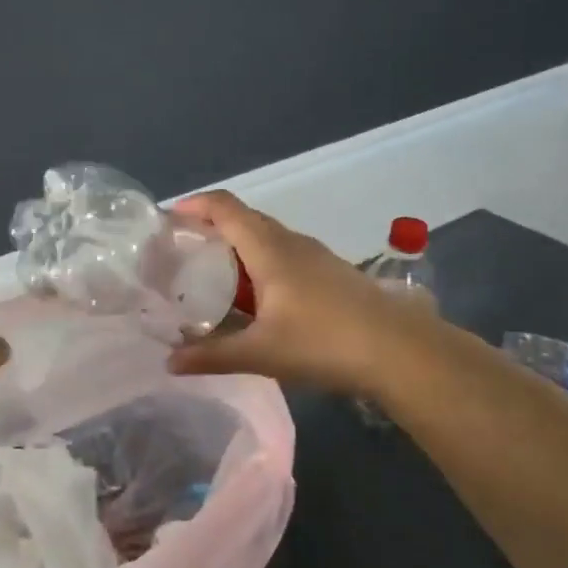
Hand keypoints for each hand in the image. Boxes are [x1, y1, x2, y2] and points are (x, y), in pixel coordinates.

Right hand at [166, 191, 435, 395]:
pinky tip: (255, 298)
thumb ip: (211, 356)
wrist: (400, 351)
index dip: (194, 205)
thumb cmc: (324, 342)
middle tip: (182, 253)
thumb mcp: (260, 353)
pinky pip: (283, 254)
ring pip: (266, 237)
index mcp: (269, 248)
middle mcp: (291, 242)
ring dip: (236, 247)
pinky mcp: (330, 272)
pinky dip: (259, 263)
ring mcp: (315, 255)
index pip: (225, 206)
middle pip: (243, 218)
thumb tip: (169, 362)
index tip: (167, 220)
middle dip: (210, 227)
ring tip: (212, 276)